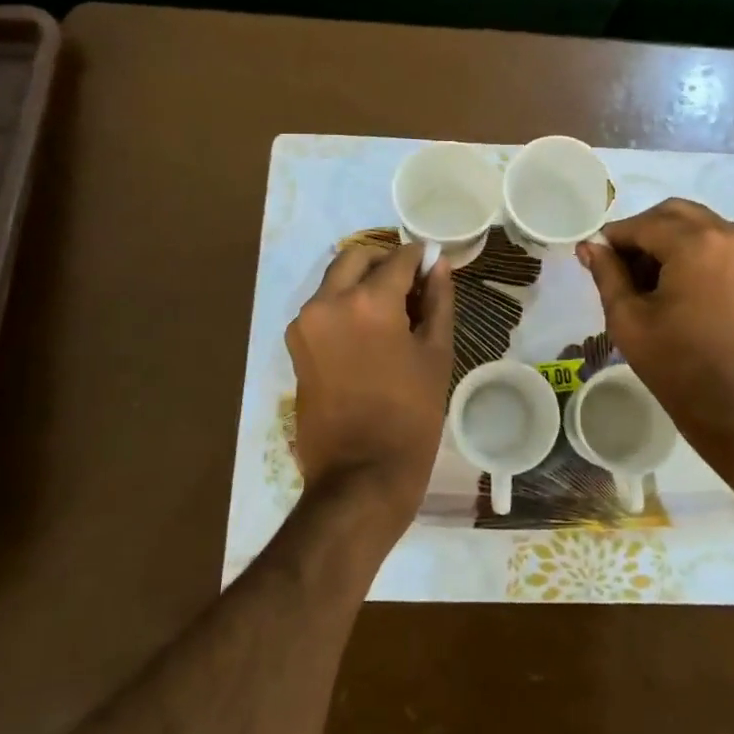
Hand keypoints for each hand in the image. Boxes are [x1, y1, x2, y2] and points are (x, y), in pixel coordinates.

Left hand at [285, 240, 454, 538]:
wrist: (360, 476)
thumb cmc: (410, 416)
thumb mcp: (436, 354)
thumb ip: (438, 300)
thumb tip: (437, 264)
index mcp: (368, 302)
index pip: (399, 259)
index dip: (420, 259)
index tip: (433, 267)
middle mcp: (328, 302)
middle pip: (358, 258)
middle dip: (385, 263)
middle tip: (411, 286)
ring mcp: (306, 323)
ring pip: (336, 280)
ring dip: (363, 282)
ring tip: (393, 314)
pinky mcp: (296, 345)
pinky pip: (323, 307)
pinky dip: (345, 305)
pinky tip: (370, 333)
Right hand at [578, 199, 733, 445]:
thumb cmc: (678, 366)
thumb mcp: (629, 320)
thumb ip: (607, 274)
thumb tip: (590, 246)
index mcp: (697, 243)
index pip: (643, 224)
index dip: (614, 237)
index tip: (595, 254)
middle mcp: (731, 233)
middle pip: (674, 214)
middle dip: (643, 231)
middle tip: (621, 264)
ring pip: (699, 224)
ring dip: (670, 238)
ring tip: (649, 277)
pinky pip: (720, 241)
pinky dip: (695, 249)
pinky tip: (678, 281)